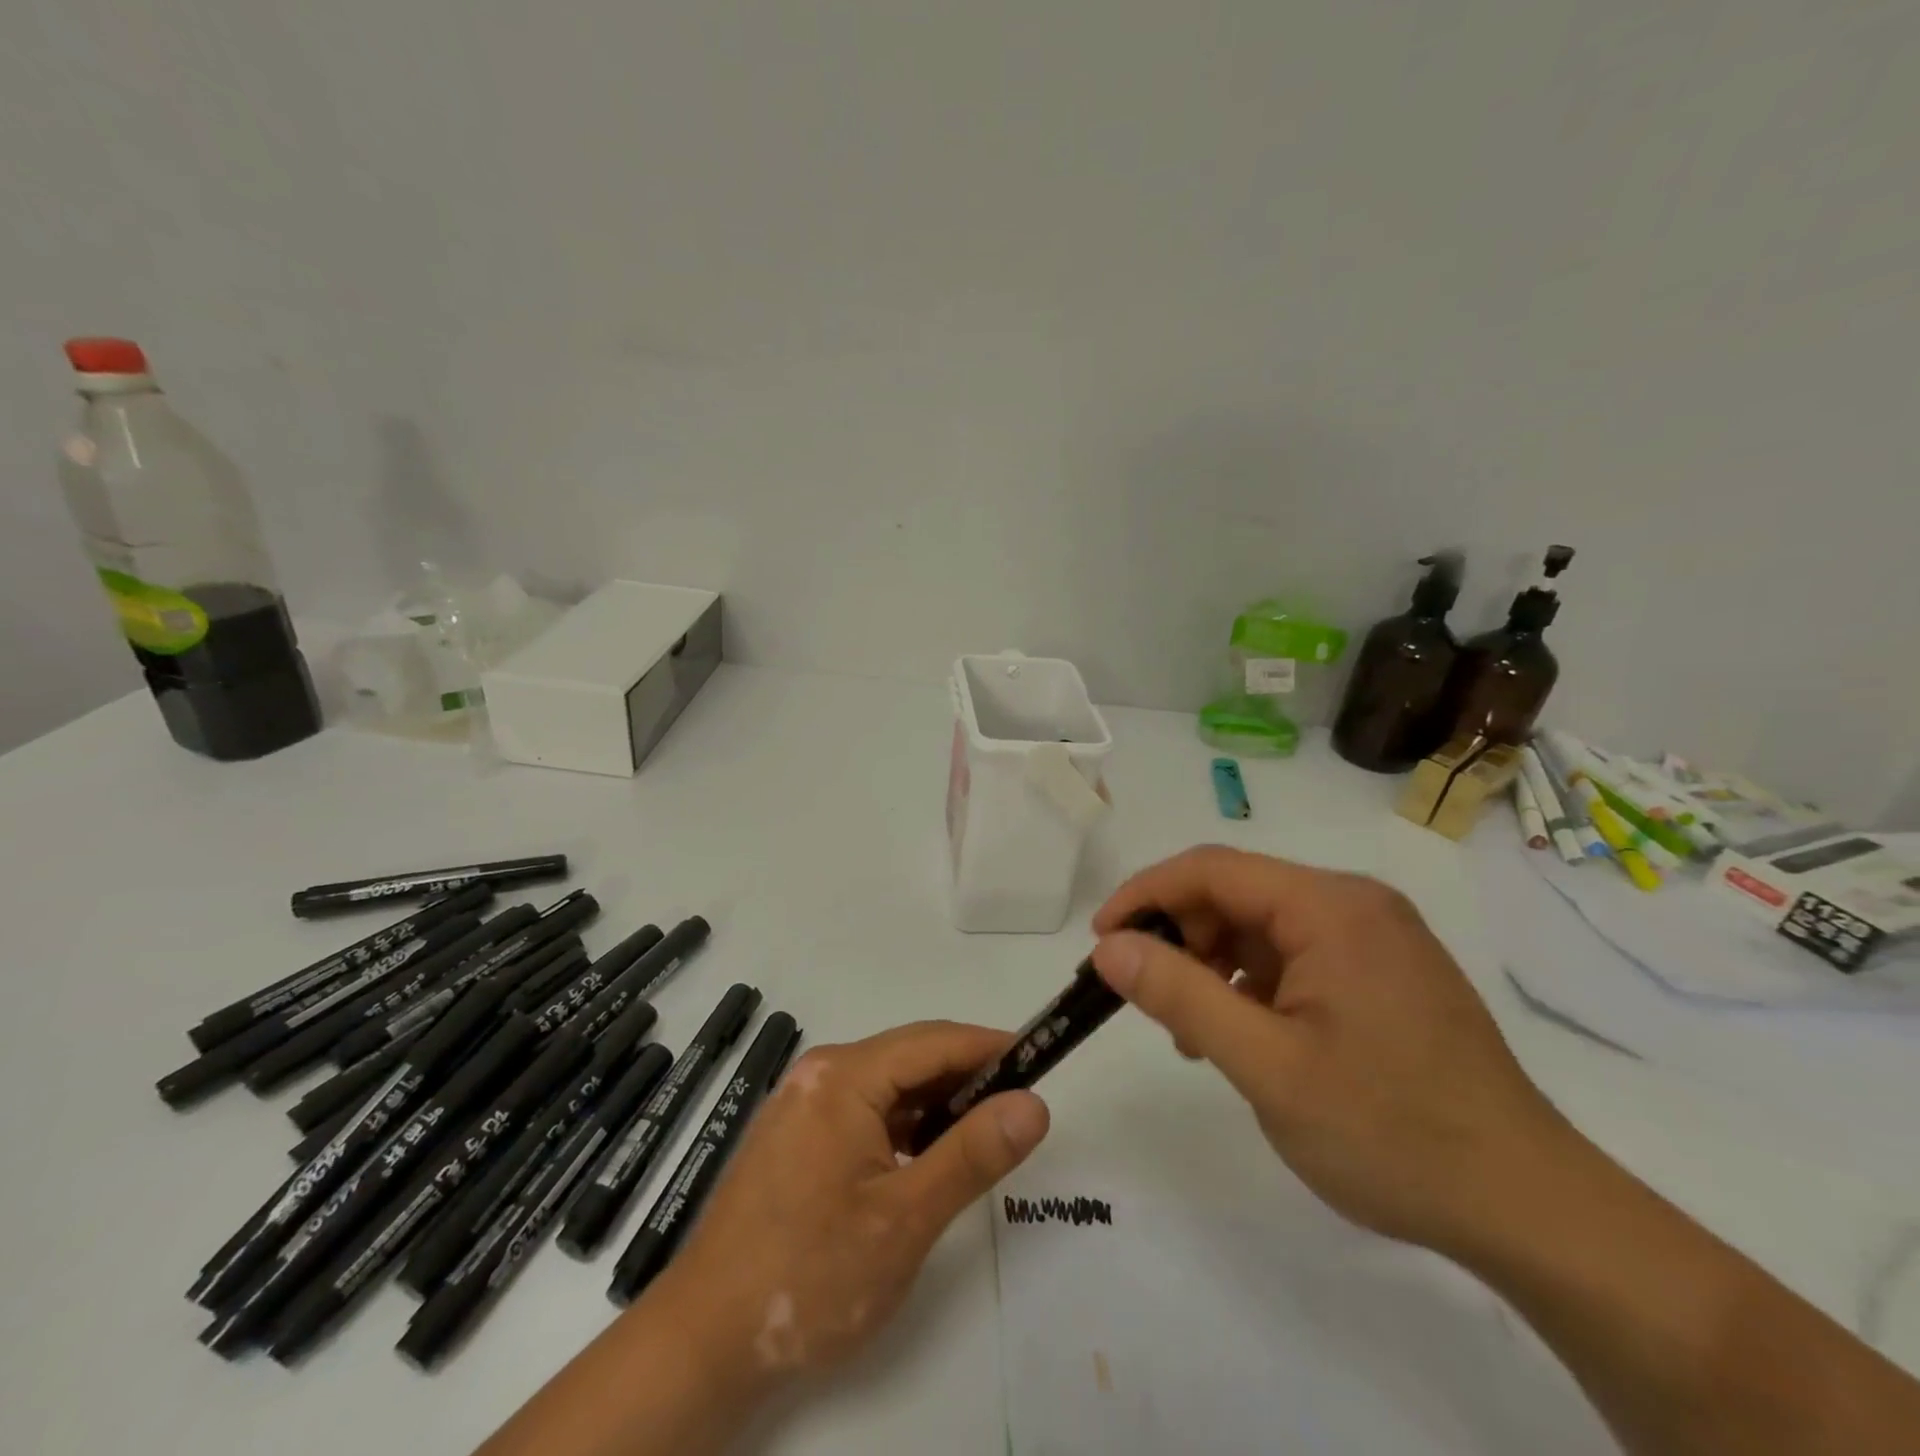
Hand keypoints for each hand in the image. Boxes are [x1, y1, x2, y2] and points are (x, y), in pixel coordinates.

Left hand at [656, 1021, 1050, 1381]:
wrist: (704, 1341)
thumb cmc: (810, 1274)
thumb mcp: (905, 1218)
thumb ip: (973, 1154)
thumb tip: (1034, 1103)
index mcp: (843, 1075)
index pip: (934, 1041)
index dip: (989, 1046)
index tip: (1040, 1059)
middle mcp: (820, 1073)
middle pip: (909, 1057)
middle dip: (966, 1075)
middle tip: (1019, 1105)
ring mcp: (803, 1102)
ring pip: (887, 1085)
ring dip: (936, 1102)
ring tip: (983, 1133)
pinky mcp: (795, 1134)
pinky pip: (863, 1109)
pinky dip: (903, 1124)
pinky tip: (925, 1156)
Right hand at [1091, 846, 1567, 1255]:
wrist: (1529, 1208)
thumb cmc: (1391, 1132)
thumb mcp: (1266, 1066)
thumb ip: (1180, 995)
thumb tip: (1108, 947)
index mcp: (1330, 906)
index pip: (1210, 869)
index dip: (1144, 895)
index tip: (1100, 942)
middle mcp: (1354, 904)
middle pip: (1236, 894)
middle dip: (1180, 937)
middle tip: (1146, 997)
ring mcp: (1373, 938)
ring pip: (1261, 927)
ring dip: (1212, 966)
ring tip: (1193, 1032)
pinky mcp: (1382, 972)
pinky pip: (1294, 956)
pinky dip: (1252, 985)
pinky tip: (1241, 1036)